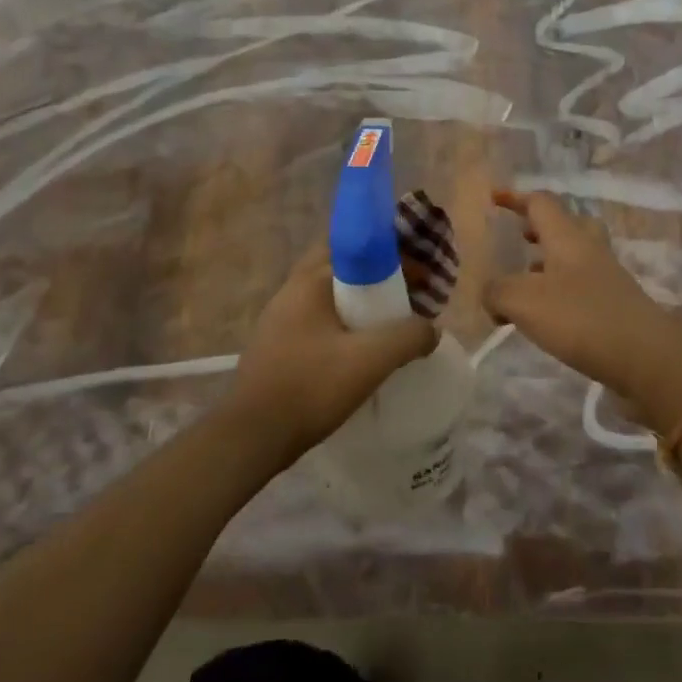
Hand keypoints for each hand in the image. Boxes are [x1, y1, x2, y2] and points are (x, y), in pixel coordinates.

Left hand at [229, 246, 437, 459]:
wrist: (252, 438)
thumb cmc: (310, 387)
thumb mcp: (371, 360)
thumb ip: (409, 336)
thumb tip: (430, 329)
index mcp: (309, 281)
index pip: (351, 243)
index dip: (389, 252)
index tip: (418, 273)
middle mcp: (291, 291)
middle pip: (343, 269)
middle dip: (378, 277)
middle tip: (410, 297)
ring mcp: (280, 320)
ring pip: (331, 297)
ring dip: (363, 304)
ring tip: (392, 326)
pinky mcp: (278, 347)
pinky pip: (320, 322)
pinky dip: (346, 326)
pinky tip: (362, 353)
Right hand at [483, 190, 681, 427]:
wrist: (647, 358)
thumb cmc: (581, 318)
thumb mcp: (523, 302)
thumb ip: (497, 291)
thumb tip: (490, 294)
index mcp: (567, 237)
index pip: (540, 203)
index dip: (515, 197)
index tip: (493, 198)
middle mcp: (589, 250)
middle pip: (566, 224)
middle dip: (540, 228)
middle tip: (519, 238)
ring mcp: (607, 278)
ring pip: (574, 257)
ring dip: (548, 262)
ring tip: (523, 282)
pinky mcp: (615, 305)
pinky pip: (581, 286)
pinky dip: (559, 291)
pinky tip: (546, 316)